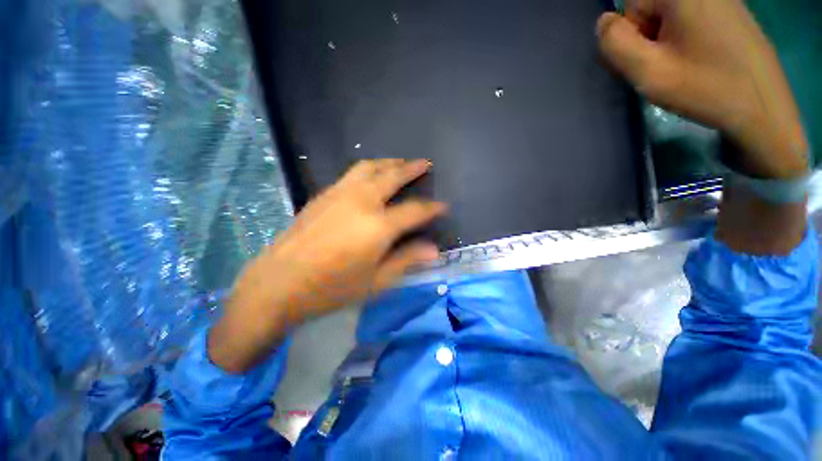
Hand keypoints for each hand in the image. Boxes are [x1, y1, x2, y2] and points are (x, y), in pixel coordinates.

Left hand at [209, 159, 446, 372]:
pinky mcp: (324, 194)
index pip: (415, 210)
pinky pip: (352, 173)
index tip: (443, 206)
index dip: (432, 208)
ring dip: (390, 162)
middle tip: (425, 163)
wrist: (279, 282)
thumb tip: (434, 250)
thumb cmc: (332, 287)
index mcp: (379, 226)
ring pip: (370, 167)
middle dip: (412, 168)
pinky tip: (372, 176)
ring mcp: (340, 193)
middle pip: (392, 176)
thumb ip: (407, 260)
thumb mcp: (376, 281)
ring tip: (401, 163)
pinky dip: (369, 169)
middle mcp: (362, 201)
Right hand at [596, 0, 807, 178]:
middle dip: (647, 37)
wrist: (764, 109)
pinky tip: (698, 59)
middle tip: (663, 67)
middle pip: (651, 7)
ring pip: (670, 15)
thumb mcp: (648, 70)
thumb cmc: (705, 88)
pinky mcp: (732, 12)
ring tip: (682, 66)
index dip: (630, 36)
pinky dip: (685, 39)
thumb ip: (615, 43)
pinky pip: (691, 19)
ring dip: (665, 40)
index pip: (630, 5)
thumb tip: (604, 22)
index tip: (648, 61)